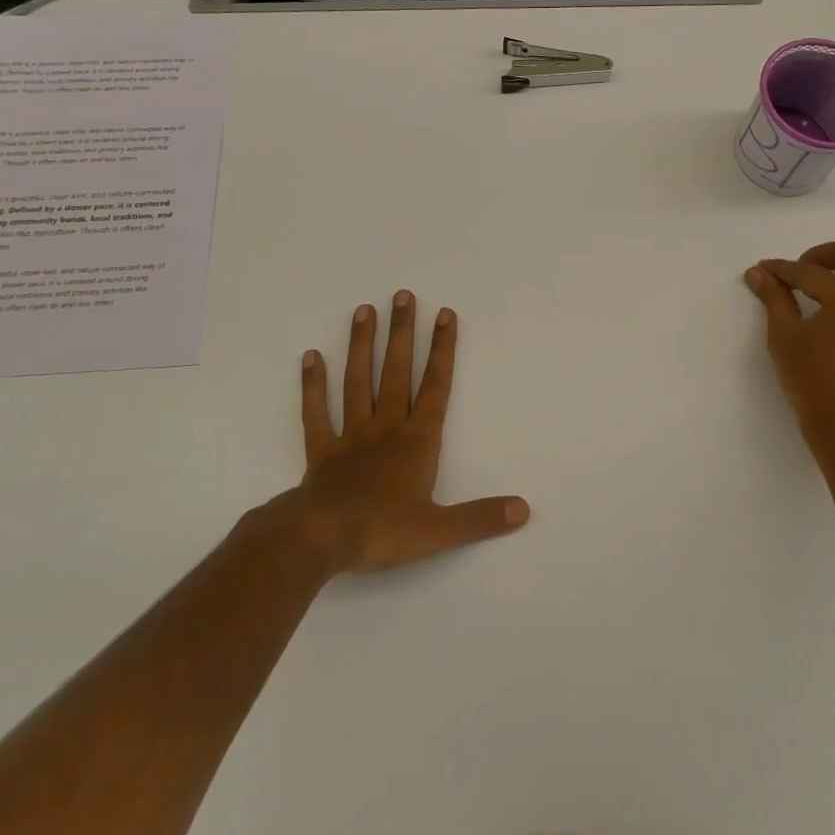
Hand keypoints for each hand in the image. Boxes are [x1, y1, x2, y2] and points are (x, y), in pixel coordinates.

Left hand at [288, 292, 529, 574]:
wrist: (320, 539)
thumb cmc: (382, 531)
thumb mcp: (439, 530)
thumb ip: (481, 517)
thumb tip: (524, 509)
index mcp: (417, 441)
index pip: (436, 386)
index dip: (443, 350)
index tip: (445, 314)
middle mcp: (386, 427)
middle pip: (397, 372)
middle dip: (403, 333)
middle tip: (403, 295)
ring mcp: (351, 436)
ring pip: (358, 382)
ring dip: (362, 346)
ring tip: (364, 310)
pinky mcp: (321, 451)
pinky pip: (317, 413)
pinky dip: (313, 385)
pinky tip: (311, 356)